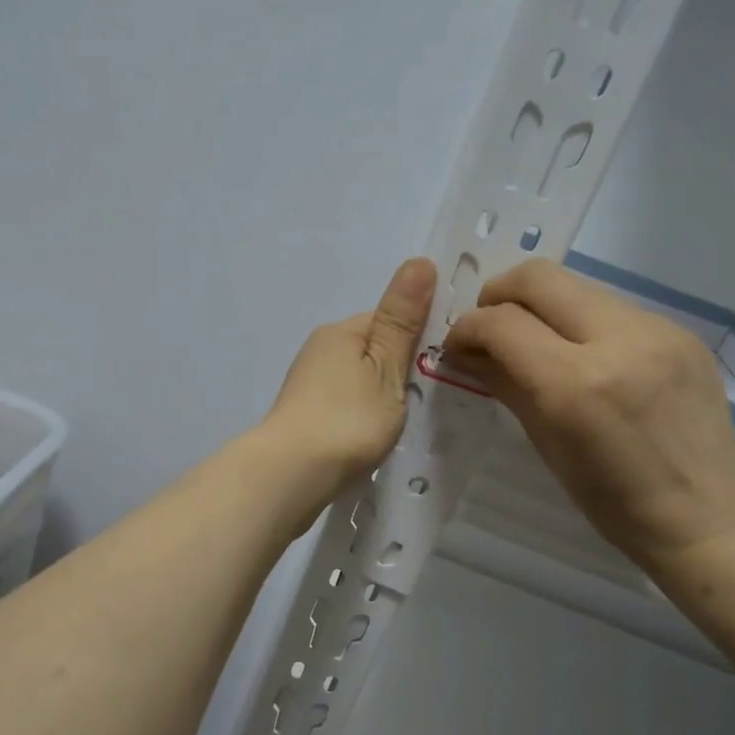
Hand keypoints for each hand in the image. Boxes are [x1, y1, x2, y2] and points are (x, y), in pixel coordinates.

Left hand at [255, 258, 436, 522]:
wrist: (291, 474)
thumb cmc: (348, 419)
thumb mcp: (386, 367)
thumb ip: (402, 320)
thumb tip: (419, 261)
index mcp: (341, 330)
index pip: (389, 318)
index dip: (418, 337)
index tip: (442, 365)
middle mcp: (320, 349)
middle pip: (372, 349)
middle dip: (397, 369)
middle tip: (423, 399)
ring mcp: (307, 383)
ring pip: (357, 378)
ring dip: (379, 394)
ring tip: (398, 422)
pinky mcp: (303, 415)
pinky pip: (343, 403)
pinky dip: (360, 414)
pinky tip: (370, 436)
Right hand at [445, 259, 734, 570]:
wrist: (709, 516)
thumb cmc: (614, 501)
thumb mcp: (546, 446)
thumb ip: (505, 385)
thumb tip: (468, 352)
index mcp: (576, 384)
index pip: (501, 323)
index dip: (467, 329)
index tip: (458, 347)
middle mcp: (617, 341)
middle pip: (537, 278)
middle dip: (498, 294)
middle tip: (490, 327)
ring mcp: (656, 329)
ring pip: (576, 285)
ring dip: (541, 306)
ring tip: (535, 342)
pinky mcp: (679, 331)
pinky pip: (611, 307)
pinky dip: (581, 322)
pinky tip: (583, 355)